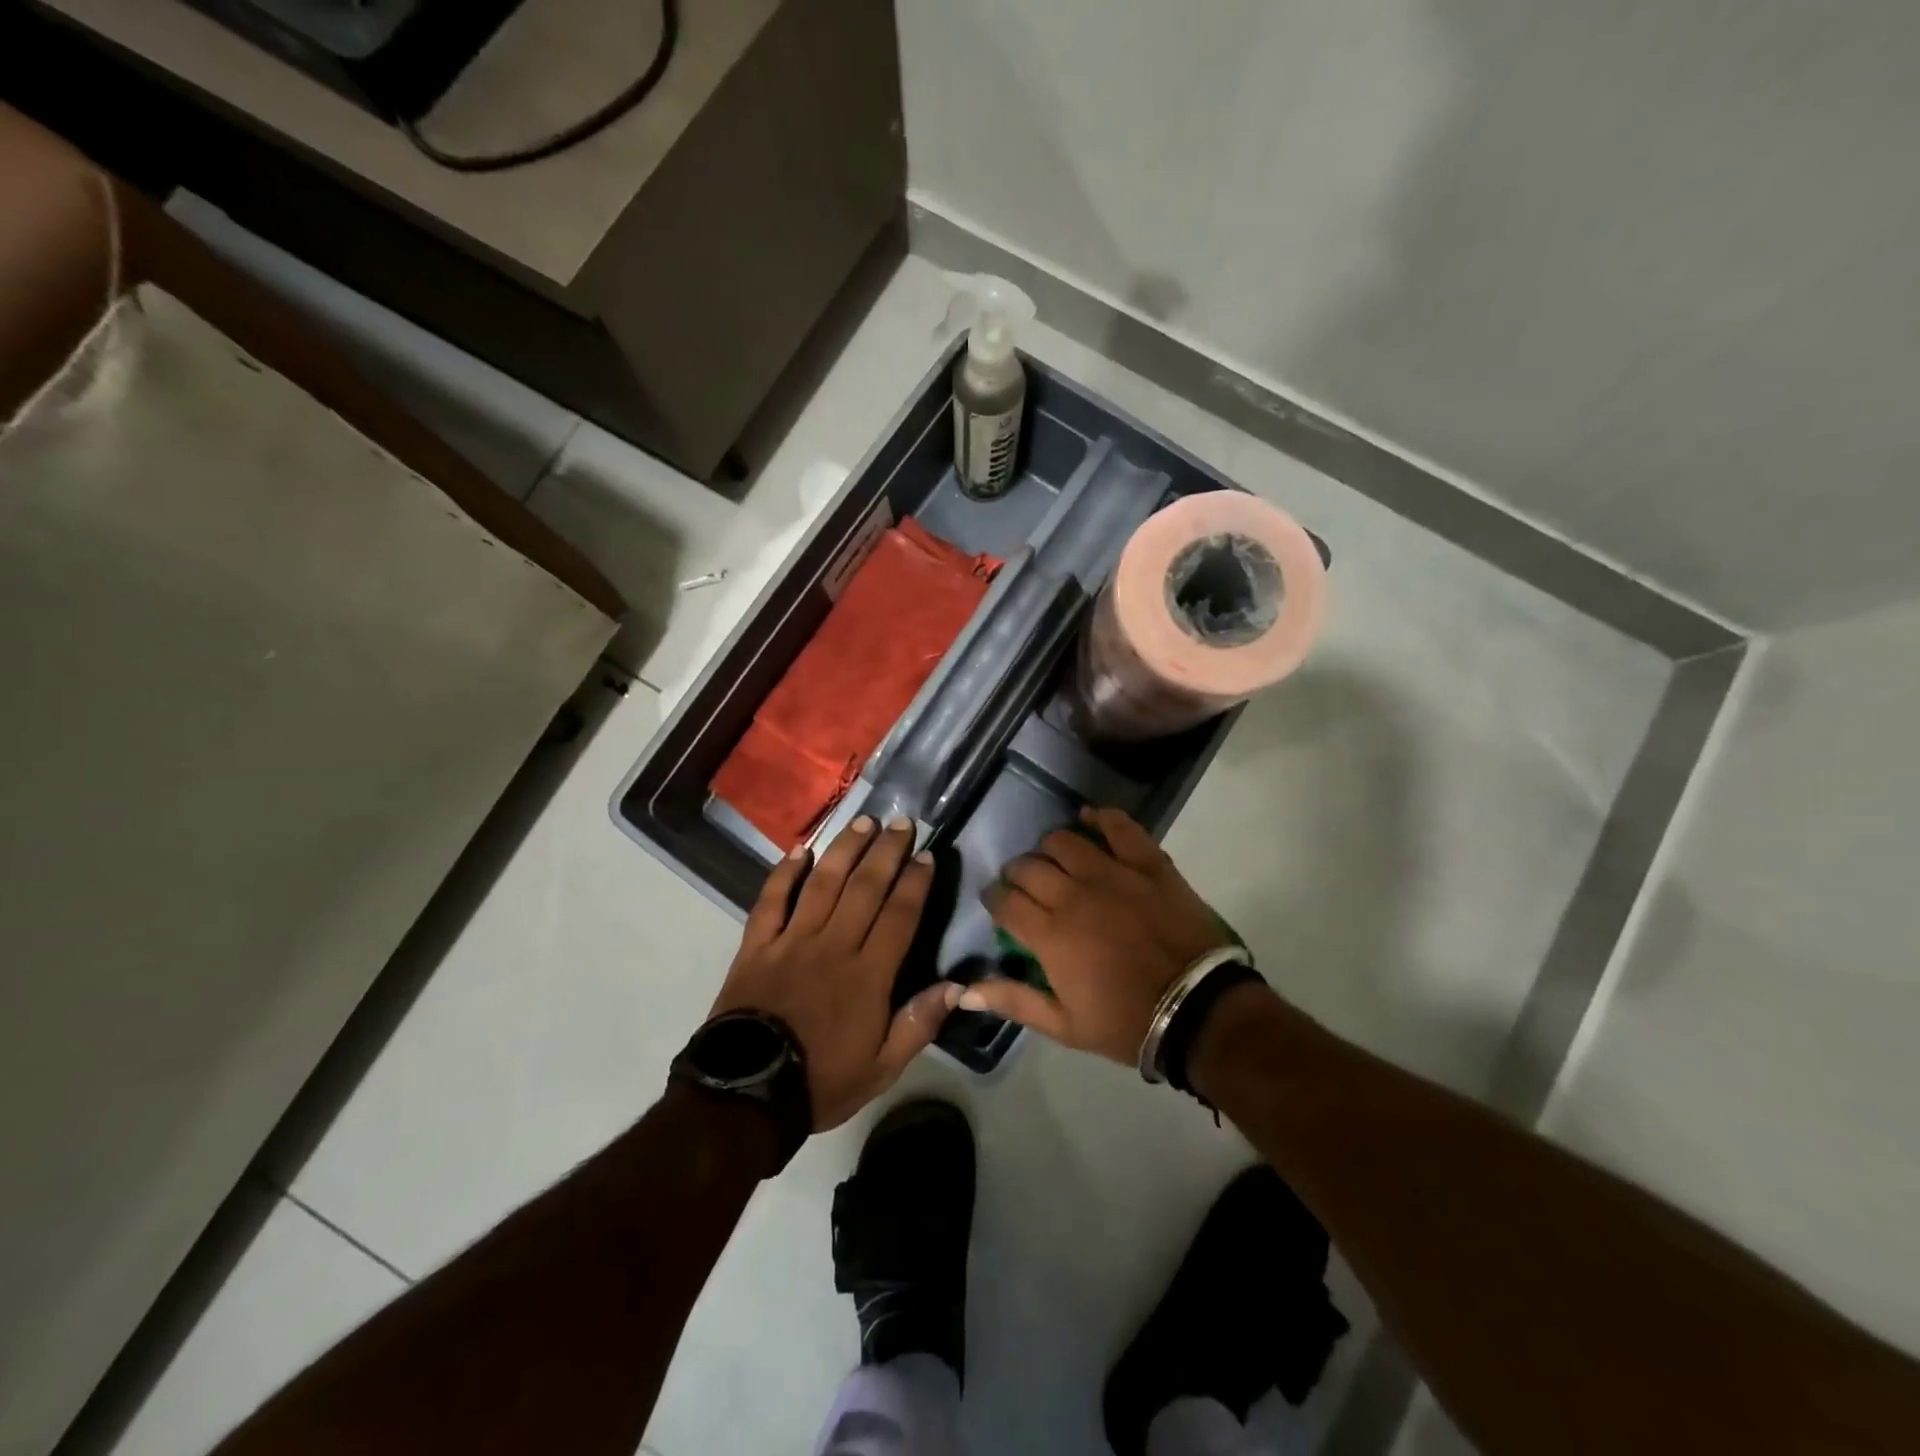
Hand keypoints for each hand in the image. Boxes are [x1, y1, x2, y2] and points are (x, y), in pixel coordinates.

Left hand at [709, 815, 959, 1130]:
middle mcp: (832, 946)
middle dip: (886, 851)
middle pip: (864, 888)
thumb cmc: (821, 1080)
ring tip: (863, 822)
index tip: (927, 855)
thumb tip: (958, 986)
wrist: (746, 1096)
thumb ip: (919, 1024)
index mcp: (867, 975)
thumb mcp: (882, 1068)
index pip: (899, 916)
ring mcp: (791, 941)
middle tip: (901, 822)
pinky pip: (771, 901)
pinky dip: (784, 874)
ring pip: (822, 883)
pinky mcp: (756, 946)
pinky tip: (800, 851)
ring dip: (844, 849)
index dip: (915, 882)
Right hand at [962, 806, 1234, 1064]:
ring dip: (1049, 847)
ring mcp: (1112, 874)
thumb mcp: (1064, 1025)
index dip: (994, 897)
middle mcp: (1074, 895)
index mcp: (1050, 934)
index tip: (996, 901)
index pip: (1005, 901)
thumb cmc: (1126, 1021)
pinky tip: (1089, 818)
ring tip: (1054, 858)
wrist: (1198, 1010)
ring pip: (1064, 841)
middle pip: (1029, 866)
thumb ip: (1012, 1001)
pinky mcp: (1148, 863)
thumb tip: (962, 991)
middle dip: (1017, 872)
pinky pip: (1119, 827)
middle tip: (1024, 883)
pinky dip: (1099, 818)